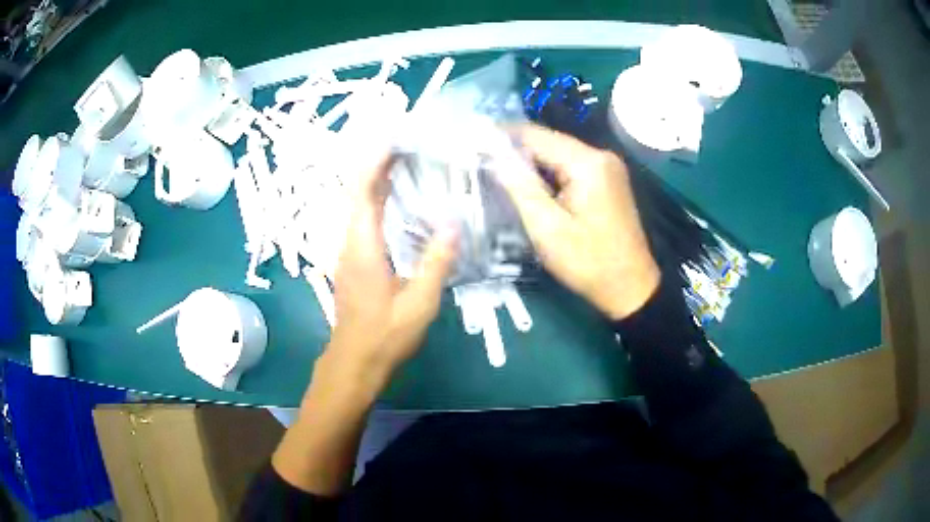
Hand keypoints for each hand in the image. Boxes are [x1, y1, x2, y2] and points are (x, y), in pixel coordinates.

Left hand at [271, 152, 456, 496]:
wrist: (354, 363)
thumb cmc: (385, 337)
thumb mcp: (418, 303)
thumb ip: (435, 263)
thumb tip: (454, 224)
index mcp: (363, 248)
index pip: (364, 193)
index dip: (375, 162)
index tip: (393, 138)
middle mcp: (350, 243)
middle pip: (358, 193)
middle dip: (377, 164)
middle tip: (406, 143)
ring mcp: (348, 253)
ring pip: (358, 206)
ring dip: (376, 181)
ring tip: (404, 162)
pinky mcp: (352, 262)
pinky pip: (362, 220)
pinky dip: (377, 201)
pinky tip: (397, 201)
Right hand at [499, 125, 659, 319]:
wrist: (630, 287)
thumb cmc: (588, 262)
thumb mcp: (547, 229)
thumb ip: (519, 187)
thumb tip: (494, 156)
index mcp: (587, 163)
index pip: (535, 135)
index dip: (501, 137)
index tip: (472, 145)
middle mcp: (600, 156)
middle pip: (548, 142)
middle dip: (515, 151)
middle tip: (481, 165)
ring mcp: (607, 167)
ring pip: (558, 154)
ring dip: (530, 163)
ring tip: (499, 176)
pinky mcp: (608, 180)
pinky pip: (570, 167)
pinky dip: (548, 174)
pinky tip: (530, 187)